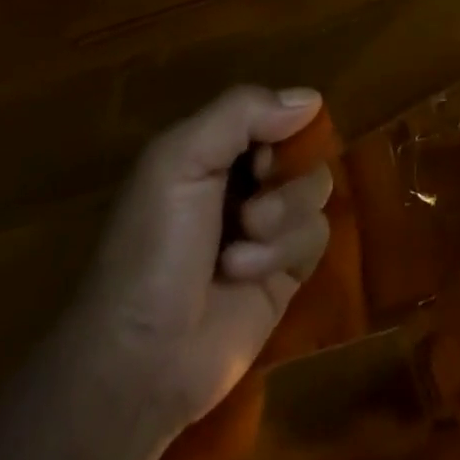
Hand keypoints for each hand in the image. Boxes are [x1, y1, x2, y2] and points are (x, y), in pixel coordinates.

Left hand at [71, 86, 333, 432]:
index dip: (280, 125)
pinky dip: (284, 252)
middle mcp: (245, 179)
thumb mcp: (179, 161)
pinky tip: (245, 274)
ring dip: (283, 216)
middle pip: (302, 149)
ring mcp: (269, 225)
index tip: (262, 152)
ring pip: (315, 189)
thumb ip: (242, 112)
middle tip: (250, 205)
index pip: (275, 111)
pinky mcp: (287, 269)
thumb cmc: (152, 247)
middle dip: (283, 177)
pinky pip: (317, 234)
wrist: (141, 360)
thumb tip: (311, 99)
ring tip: (240, 246)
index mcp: (215, 148)